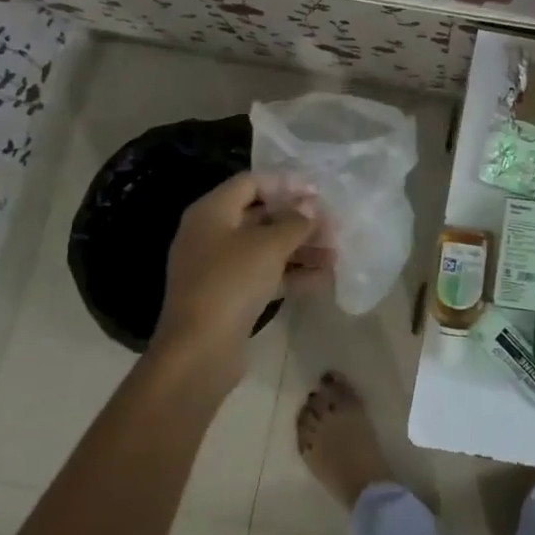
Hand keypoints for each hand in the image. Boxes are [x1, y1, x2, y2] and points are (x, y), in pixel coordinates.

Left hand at [157, 172, 317, 372]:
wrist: (198, 352)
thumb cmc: (231, 282)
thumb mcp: (269, 245)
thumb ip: (295, 222)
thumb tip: (310, 208)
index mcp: (212, 212)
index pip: (251, 182)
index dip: (286, 183)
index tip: (318, 191)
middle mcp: (211, 234)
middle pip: (260, 215)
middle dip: (298, 219)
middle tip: (332, 224)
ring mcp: (219, 268)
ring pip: (265, 248)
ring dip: (300, 248)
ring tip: (335, 253)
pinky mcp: (229, 296)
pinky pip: (264, 275)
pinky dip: (291, 274)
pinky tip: (323, 278)